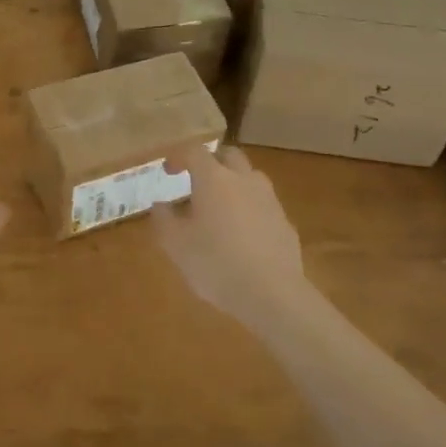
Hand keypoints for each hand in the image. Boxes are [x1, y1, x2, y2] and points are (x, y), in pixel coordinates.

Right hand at [150, 145, 312, 331]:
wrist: (272, 294)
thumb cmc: (216, 264)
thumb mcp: (176, 245)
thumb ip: (164, 220)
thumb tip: (160, 205)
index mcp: (214, 179)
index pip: (194, 152)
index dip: (179, 156)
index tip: (168, 170)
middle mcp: (244, 180)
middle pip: (229, 155)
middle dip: (211, 162)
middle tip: (197, 180)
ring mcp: (269, 200)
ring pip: (250, 178)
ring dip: (234, 183)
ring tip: (220, 207)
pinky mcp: (285, 222)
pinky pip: (263, 204)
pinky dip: (250, 208)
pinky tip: (242, 234)